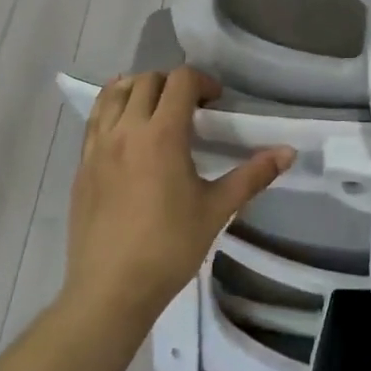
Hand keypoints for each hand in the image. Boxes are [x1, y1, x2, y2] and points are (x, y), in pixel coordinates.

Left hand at [63, 66, 294, 328]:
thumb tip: (288, 152)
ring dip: (139, 89)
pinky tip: (125, 127)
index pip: (181, 81)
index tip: (216, 102)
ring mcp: (98, 145)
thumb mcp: (217, 210)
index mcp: (162, 135)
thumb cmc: (169, 248)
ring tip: (156, 109)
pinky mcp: (82, 164)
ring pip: (115, 93)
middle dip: (173, 83)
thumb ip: (253, 175)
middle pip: (147, 80)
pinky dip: (112, 107)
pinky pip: (95, 118)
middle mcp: (127, 130)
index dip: (203, 82)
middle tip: (191, 107)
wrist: (111, 290)